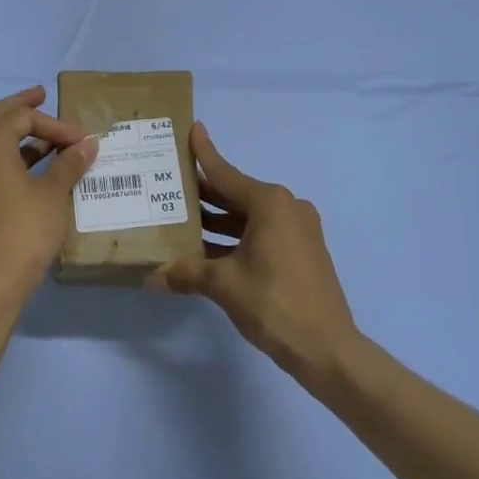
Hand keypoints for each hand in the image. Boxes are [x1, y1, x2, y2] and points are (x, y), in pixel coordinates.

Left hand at [0, 86, 97, 301]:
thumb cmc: (25, 229)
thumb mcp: (54, 193)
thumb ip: (70, 164)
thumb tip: (88, 144)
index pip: (22, 117)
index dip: (54, 123)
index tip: (81, 139)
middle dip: (22, 107)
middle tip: (43, 97)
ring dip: (20, 132)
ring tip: (50, 136)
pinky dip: (16, 153)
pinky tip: (40, 165)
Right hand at [152, 123, 357, 378]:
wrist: (328, 350)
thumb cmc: (274, 303)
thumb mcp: (223, 285)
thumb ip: (186, 273)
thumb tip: (150, 278)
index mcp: (270, 203)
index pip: (226, 173)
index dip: (205, 153)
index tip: (192, 128)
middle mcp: (286, 208)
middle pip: (236, 194)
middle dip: (204, 193)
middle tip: (171, 185)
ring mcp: (298, 230)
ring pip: (248, 217)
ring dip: (218, 220)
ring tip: (182, 220)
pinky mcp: (302, 252)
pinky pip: (262, 233)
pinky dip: (236, 237)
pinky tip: (208, 249)